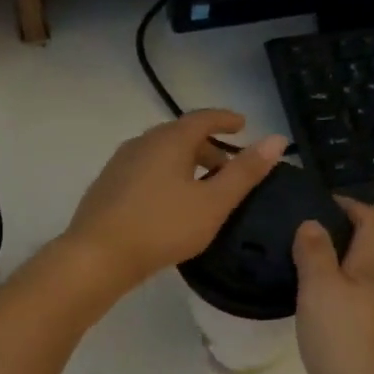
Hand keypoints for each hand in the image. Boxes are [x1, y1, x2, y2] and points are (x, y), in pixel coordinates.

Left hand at [63, 111, 287, 295]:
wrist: (97, 256)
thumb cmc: (162, 227)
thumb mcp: (213, 203)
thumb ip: (245, 172)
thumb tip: (276, 139)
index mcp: (169, 140)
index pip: (203, 118)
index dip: (226, 119)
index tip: (243, 124)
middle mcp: (142, 142)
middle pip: (180, 135)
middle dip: (208, 146)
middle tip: (229, 167)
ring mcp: (120, 163)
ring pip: (161, 153)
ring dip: (186, 162)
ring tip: (203, 188)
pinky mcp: (108, 186)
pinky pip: (145, 169)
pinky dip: (166, 175)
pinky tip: (170, 203)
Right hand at [292, 200, 373, 373]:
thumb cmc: (345, 340)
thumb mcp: (321, 289)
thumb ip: (315, 254)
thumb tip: (312, 223)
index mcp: (371, 269)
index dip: (354, 206)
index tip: (321, 202)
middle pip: (366, 251)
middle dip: (337, 236)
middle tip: (296, 235)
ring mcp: (371, 321)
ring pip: (353, 281)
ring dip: (329, 269)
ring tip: (291, 268)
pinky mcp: (360, 346)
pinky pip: (343, 309)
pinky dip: (325, 300)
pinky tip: (301, 309)